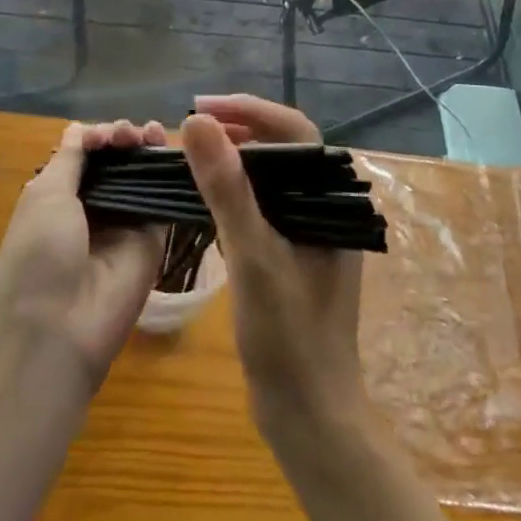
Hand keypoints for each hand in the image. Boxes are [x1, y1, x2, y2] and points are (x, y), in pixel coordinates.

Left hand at [0, 121, 166, 385]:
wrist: (59, 329)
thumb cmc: (39, 254)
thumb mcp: (44, 196)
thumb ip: (70, 159)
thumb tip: (80, 128)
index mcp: (58, 197)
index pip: (87, 155)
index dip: (99, 137)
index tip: (108, 135)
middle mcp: (92, 208)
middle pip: (116, 162)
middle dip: (125, 140)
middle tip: (132, 135)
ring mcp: (124, 225)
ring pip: (141, 177)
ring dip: (147, 150)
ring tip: (153, 134)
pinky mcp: (152, 241)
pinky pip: (163, 202)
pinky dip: (169, 175)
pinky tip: (175, 154)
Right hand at [182, 102, 365, 444]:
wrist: (308, 416)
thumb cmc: (288, 336)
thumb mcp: (254, 256)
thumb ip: (227, 187)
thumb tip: (197, 122)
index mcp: (329, 201)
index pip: (294, 131)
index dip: (249, 109)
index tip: (202, 105)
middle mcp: (322, 208)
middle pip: (281, 147)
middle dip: (238, 126)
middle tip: (191, 123)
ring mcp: (306, 231)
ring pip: (269, 174)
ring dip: (233, 155)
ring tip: (193, 148)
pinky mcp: (289, 252)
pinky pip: (261, 202)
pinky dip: (233, 187)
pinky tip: (206, 191)